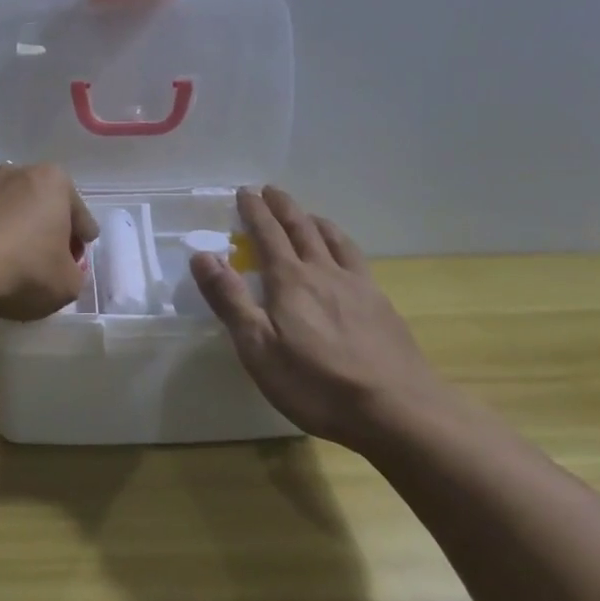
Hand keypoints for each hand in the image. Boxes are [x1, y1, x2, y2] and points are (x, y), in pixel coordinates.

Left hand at [0, 163, 99, 322]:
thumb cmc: (22, 270)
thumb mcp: (67, 285)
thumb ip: (73, 274)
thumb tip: (63, 270)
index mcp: (52, 182)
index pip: (78, 212)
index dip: (81, 237)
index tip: (79, 254)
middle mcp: (15, 173)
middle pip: (40, 204)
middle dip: (44, 227)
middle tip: (47, 258)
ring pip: (5, 210)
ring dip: (10, 229)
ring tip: (9, 262)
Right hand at [190, 186, 449, 451]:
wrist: (397, 410)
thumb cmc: (316, 383)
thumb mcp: (258, 348)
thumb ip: (230, 299)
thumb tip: (202, 255)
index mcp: (290, 280)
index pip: (267, 234)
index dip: (254, 211)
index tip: (245, 192)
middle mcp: (324, 272)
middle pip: (302, 228)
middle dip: (283, 207)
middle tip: (271, 190)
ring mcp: (358, 286)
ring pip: (334, 240)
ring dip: (315, 221)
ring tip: (308, 215)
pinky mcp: (381, 305)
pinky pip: (357, 259)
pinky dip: (343, 244)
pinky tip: (346, 259)